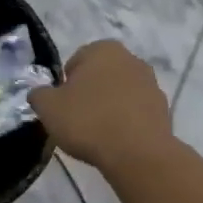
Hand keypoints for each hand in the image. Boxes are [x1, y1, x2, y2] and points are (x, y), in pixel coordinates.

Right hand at [29, 40, 175, 172]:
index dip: (64, 85)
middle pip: (100, 75)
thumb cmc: (89, 121)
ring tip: (97, 133)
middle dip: (89, 93)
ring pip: (120, 93)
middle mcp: (131, 59)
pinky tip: (116, 141)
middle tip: (77, 119)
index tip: (62, 106)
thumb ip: (39, 95)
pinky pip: (135, 112)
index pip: (75, 61)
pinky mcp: (163, 109)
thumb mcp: (48, 107)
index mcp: (104, 49)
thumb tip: (40, 94)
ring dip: (109, 107)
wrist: (138, 154)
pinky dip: (125, 122)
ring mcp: (151, 84)